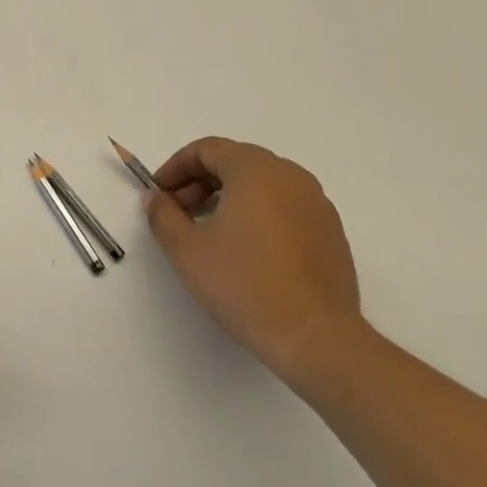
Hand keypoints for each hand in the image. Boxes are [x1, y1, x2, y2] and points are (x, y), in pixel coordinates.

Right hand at [143, 137, 362, 383]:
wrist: (315, 337)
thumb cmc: (244, 284)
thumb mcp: (187, 249)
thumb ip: (163, 215)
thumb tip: (155, 197)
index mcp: (256, 170)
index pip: (207, 149)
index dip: (175, 167)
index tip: (158, 194)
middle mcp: (291, 176)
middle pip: (235, 162)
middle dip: (199, 182)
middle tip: (178, 214)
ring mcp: (317, 203)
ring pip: (262, 184)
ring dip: (228, 197)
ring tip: (208, 233)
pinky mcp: (330, 232)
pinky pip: (284, 206)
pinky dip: (257, 214)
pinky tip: (245, 250)